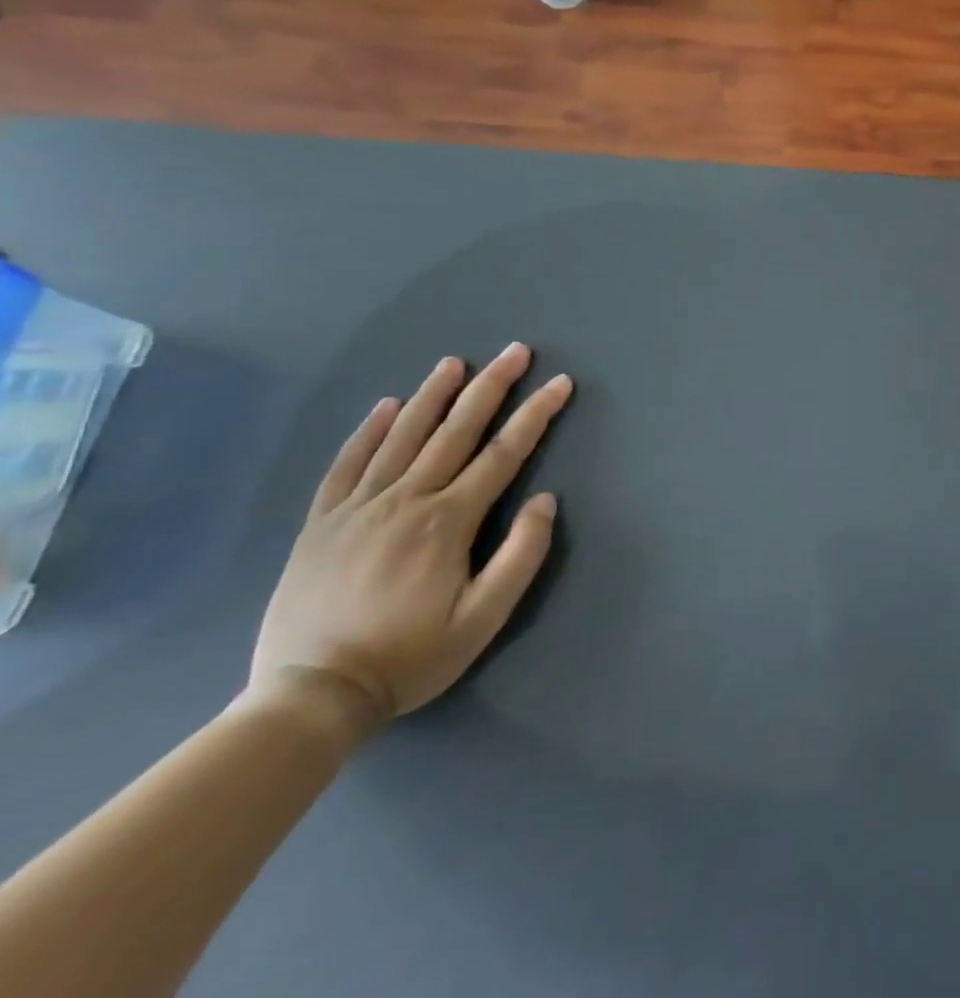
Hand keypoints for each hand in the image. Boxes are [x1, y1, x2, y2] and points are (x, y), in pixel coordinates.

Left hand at [249, 343, 572, 726]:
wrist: (310, 697)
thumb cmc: (411, 657)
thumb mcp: (485, 618)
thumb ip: (522, 555)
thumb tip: (545, 499)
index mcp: (448, 522)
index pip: (504, 454)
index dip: (536, 415)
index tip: (560, 383)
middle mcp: (406, 501)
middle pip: (456, 431)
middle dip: (491, 387)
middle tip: (516, 351)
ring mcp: (359, 508)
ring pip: (403, 437)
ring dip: (433, 396)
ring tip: (455, 363)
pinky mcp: (322, 523)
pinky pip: (348, 465)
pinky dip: (369, 431)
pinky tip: (388, 406)